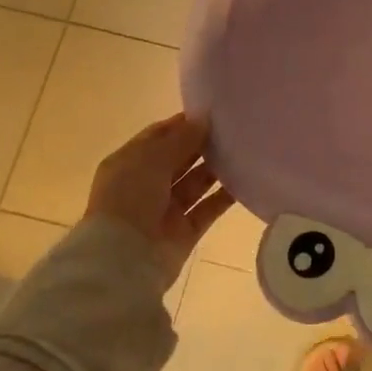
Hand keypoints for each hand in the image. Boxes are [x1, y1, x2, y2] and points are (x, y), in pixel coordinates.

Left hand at [86, 114, 235, 276]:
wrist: (124, 258)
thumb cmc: (130, 198)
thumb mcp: (150, 159)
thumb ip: (180, 138)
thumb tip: (204, 120)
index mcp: (129, 163)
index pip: (158, 137)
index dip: (183, 124)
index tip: (213, 112)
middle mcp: (147, 184)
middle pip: (179, 159)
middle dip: (202, 144)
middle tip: (235, 129)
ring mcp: (166, 210)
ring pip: (196, 183)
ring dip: (217, 168)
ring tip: (245, 150)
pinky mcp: (185, 231)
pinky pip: (209, 208)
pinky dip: (225, 196)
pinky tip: (247, 180)